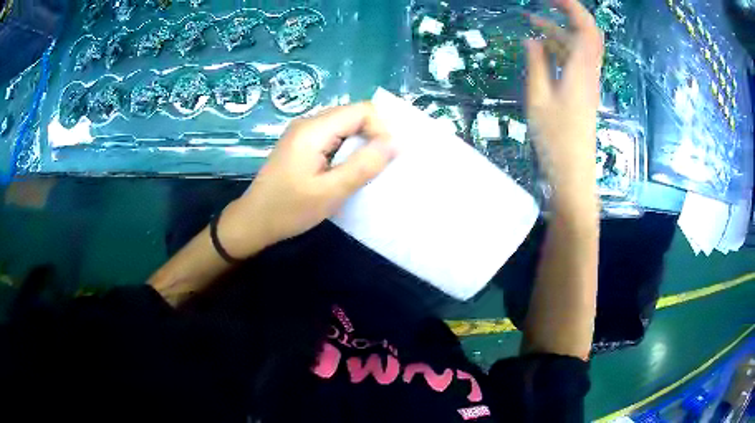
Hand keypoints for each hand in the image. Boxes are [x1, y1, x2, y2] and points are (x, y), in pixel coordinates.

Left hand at [219, 103, 395, 258]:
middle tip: (379, 166)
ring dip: (361, 144)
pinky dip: (347, 149)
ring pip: (344, 126)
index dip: (381, 129)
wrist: (253, 221)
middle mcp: (308, 122)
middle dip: (373, 136)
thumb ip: (364, 165)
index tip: (385, 158)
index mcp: (314, 129)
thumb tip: (396, 142)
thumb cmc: (290, 209)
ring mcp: (303, 132)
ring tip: (365, 170)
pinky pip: (333, 136)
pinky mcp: (301, 144)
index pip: (362, 110)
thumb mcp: (331, 191)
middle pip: (353, 115)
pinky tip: (347, 170)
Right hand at [525, 0, 603, 210]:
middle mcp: (588, 72)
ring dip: (557, 31)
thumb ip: (536, 64)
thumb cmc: (555, 139)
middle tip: (541, 4)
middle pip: (587, 34)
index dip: (572, 8)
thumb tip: (532, 39)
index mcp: (581, 70)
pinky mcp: (582, 92)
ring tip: (530, 22)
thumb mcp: (538, 98)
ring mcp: (586, 83)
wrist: (573, 173)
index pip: (586, 28)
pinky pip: (573, 61)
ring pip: (578, 47)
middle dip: (567, 14)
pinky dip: (558, 49)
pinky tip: (540, 48)